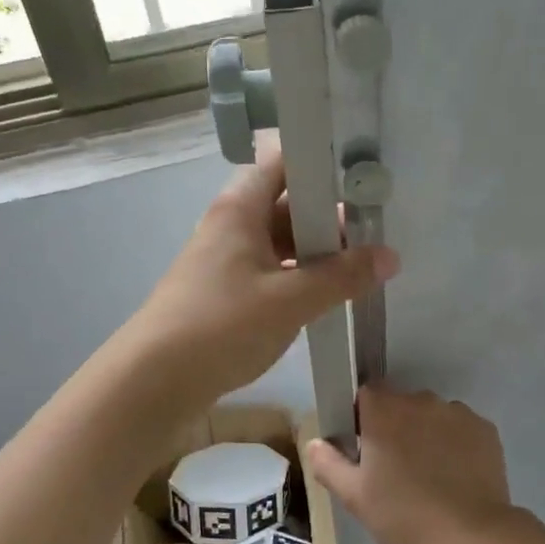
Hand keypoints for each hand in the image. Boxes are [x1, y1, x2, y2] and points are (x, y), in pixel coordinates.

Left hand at [122, 141, 397, 408]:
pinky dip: (300, 277)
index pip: (284, 162)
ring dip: (318, 252)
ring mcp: (227, 259)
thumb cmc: (222, 325)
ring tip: (363, 266)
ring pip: (282, 242)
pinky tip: (329, 296)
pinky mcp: (226, 292)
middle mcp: (232, 225)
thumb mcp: (292, 300)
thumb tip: (390, 256)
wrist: (154, 380)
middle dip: (331, 217)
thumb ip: (343, 276)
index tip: (365, 177)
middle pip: (287, 204)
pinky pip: (272, 271)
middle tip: (376, 232)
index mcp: (241, 208)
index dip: (323, 163)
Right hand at [304, 386, 520, 543]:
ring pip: (432, 416)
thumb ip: (330, 464)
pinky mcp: (486, 430)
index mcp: (385, 411)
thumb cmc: (405, 518)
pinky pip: (460, 429)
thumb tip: (314, 442)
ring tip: (429, 476)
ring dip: (426, 434)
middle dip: (395, 427)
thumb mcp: (356, 498)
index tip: (363, 448)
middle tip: (393, 469)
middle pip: (401, 404)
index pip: (366, 394)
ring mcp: (458, 413)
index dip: (362, 418)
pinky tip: (456, 477)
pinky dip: (455, 445)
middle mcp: (422, 401)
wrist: (472, 538)